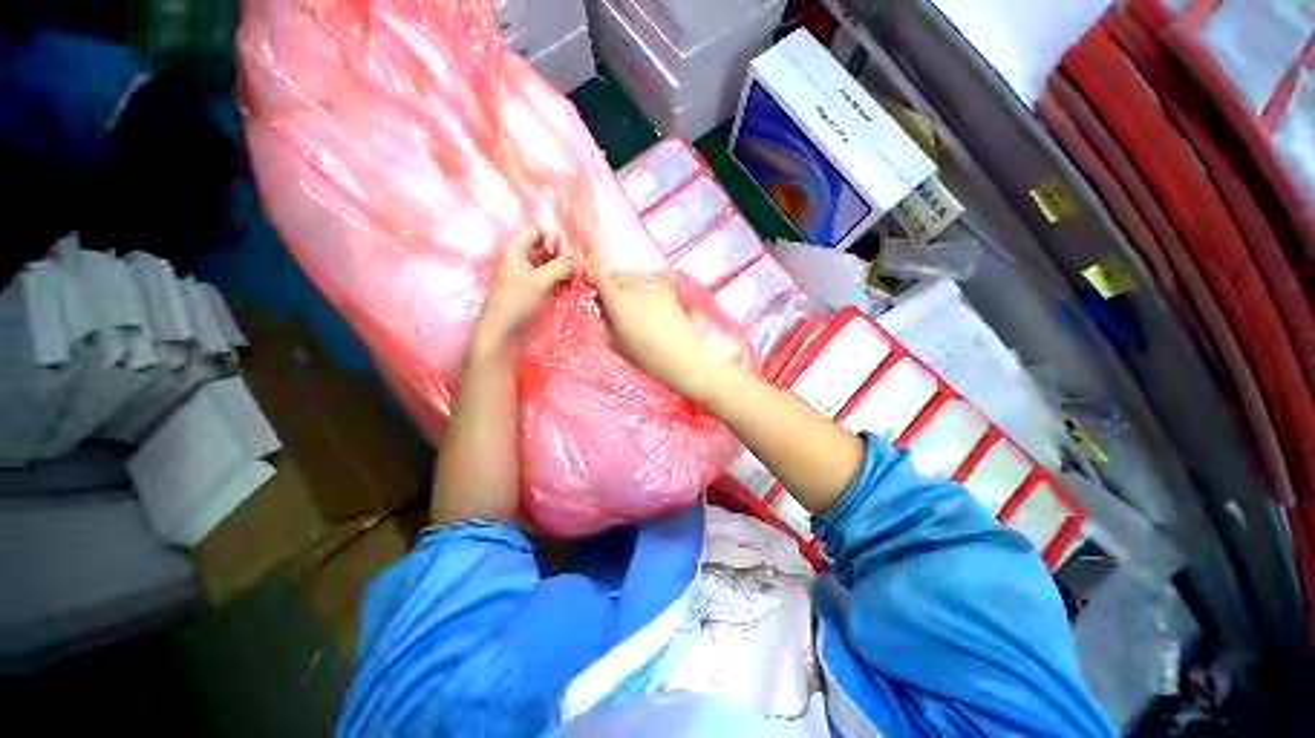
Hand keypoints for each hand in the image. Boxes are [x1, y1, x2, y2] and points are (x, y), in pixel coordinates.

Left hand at [475, 226, 574, 352]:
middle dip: (562, 255)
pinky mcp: (538, 291)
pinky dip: (563, 281)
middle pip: (547, 247)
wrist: (503, 333)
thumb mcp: (539, 281)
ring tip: (574, 280)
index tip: (558, 254)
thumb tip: (577, 262)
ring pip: (553, 265)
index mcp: (517, 251)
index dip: (551, 237)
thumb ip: (560, 266)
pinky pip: (554, 279)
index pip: (537, 231)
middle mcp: (524, 260)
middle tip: (571, 269)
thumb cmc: (516, 303)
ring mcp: (531, 276)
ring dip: (565, 270)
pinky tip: (570, 289)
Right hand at [590, 270, 729, 398]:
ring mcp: (653, 286)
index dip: (590, 276)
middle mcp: (634, 286)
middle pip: (616, 274)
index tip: (588, 284)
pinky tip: (646, 306)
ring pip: (632, 277)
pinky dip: (641, 289)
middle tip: (608, 299)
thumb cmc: (646, 356)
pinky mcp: (668, 290)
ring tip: (629, 304)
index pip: (598, 275)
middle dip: (609, 282)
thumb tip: (601, 303)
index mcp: (617, 300)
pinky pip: (647, 283)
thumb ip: (605, 319)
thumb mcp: (616, 342)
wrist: (683, 356)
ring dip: (626, 285)